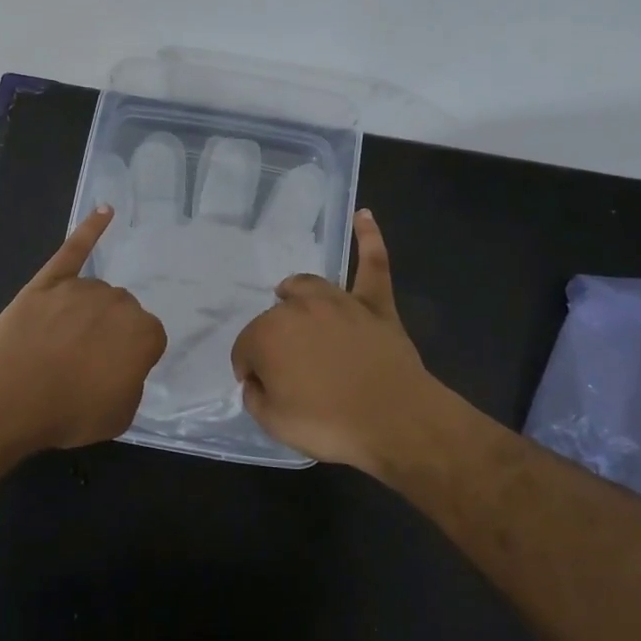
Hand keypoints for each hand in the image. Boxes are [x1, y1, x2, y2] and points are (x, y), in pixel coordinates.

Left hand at [0, 206, 168, 450]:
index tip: (112, 374)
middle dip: (109, 332)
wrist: (12, 394)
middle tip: (85, 362)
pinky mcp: (50, 280)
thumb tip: (122, 367)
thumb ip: (130, 383)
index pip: (149, 339)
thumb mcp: (120, 414)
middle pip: (123, 312)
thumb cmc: (69, 410)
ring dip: (88, 312)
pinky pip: (75, 249)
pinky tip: (105, 211)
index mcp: (144, 333)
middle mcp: (120, 302)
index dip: (130, 358)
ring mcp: (83, 288)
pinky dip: (91, 229)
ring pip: (96, 294)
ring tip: (62, 343)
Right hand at [230, 210, 445, 473]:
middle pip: (275, 317)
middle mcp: (299, 308)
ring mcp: (340, 302)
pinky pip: (373, 264)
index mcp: (268, 335)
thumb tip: (256, 379)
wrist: (395, 421)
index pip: (246, 348)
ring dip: (296, 293)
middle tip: (288, 372)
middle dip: (274, 340)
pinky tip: (364, 215)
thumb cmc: (329, 424)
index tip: (261, 389)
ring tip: (291, 299)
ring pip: (309, 286)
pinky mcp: (375, 305)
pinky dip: (368, 239)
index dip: (249, 370)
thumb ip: (256, 395)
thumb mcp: (273, 422)